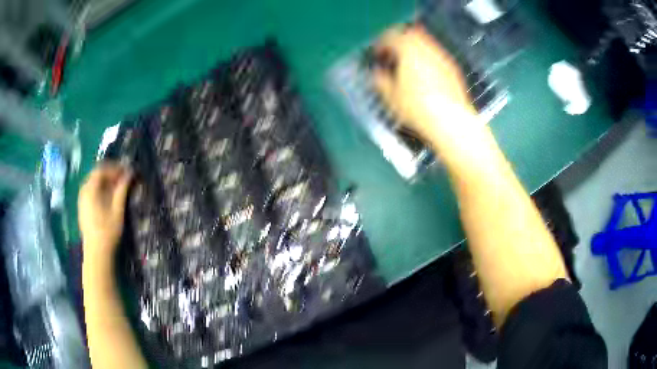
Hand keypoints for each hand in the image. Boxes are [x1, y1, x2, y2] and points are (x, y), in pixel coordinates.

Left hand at [78, 162, 132, 260]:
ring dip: (105, 182)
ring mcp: (82, 200)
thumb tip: (131, 172)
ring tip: (117, 189)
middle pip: (97, 175)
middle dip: (110, 174)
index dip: (115, 168)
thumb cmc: (108, 231)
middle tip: (123, 179)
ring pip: (93, 183)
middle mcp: (84, 190)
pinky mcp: (82, 208)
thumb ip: (122, 189)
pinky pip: (91, 192)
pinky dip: (100, 190)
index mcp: (90, 188)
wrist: (97, 254)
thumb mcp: (118, 209)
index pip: (102, 169)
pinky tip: (108, 199)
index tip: (127, 172)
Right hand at [370, 25, 478, 141]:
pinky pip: (436, 56)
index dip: (380, 44)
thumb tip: (378, 74)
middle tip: (392, 56)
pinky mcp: (453, 69)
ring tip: (408, 67)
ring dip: (414, 50)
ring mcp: (442, 57)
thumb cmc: (418, 108)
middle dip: (399, 42)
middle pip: (410, 34)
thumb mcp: (391, 96)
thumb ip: (381, 80)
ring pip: (425, 44)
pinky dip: (427, 60)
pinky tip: (425, 77)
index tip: (377, 54)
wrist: (450, 121)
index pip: (390, 35)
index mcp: (408, 49)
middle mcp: (427, 48)